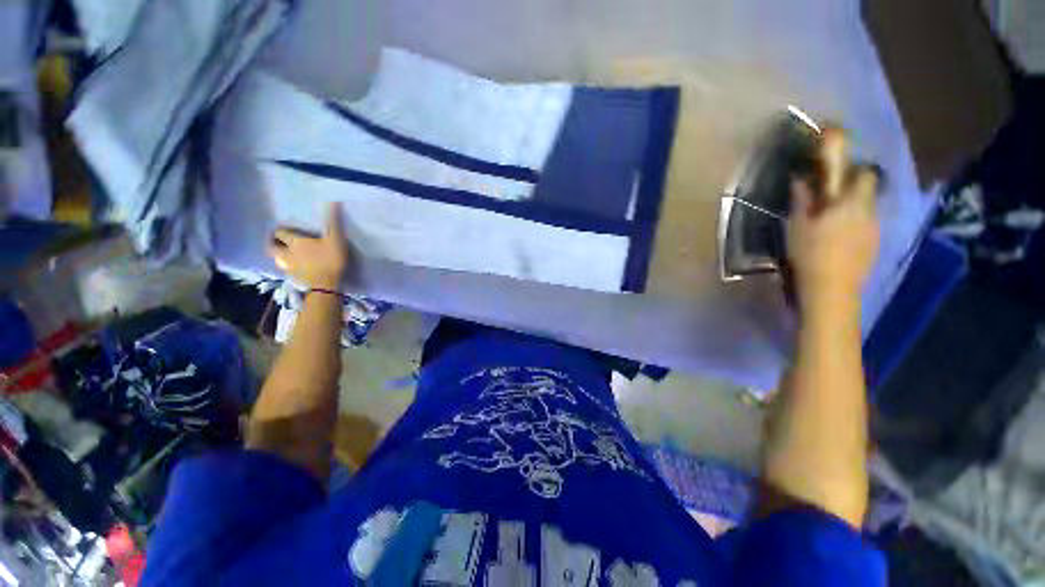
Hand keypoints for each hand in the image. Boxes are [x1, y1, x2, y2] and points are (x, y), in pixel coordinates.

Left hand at [268, 202, 348, 289]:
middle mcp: (287, 252)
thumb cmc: (330, 259)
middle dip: (272, 242)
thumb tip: (332, 201)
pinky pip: (286, 270)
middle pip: (271, 247)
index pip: (280, 232)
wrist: (326, 284)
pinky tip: (294, 267)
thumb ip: (333, 221)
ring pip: (277, 259)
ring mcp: (289, 266)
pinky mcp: (295, 278)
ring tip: (284, 254)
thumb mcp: (335, 238)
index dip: (280, 229)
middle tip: (277, 240)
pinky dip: (287, 267)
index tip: (283, 227)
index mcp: (295, 241)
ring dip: (278, 255)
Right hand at [786, 129, 879, 307]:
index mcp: (850, 203)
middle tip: (830, 195)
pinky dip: (855, 222)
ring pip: (867, 207)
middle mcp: (868, 211)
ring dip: (852, 206)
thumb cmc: (810, 253)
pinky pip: (867, 224)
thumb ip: (803, 200)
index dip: (852, 166)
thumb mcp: (798, 225)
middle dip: (853, 186)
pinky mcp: (874, 244)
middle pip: (868, 189)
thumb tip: (801, 178)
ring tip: (832, 219)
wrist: (831, 289)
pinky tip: (840, 236)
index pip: (862, 173)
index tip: (838, 163)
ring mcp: (874, 229)